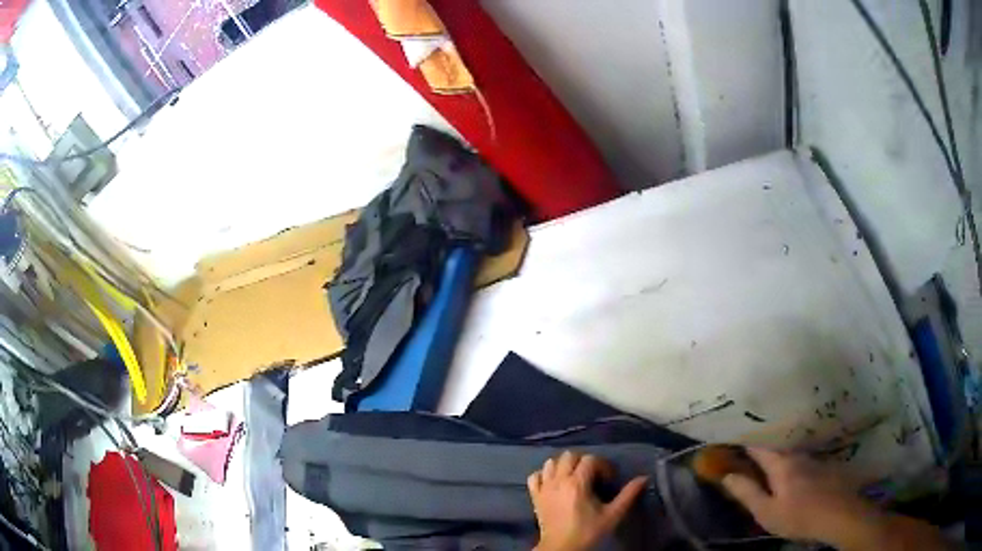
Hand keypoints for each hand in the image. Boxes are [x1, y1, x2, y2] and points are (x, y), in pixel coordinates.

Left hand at [527, 451, 647, 550]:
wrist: (561, 547)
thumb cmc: (588, 531)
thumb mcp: (612, 514)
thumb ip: (628, 495)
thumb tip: (644, 478)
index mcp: (577, 483)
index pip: (590, 459)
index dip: (602, 465)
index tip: (608, 479)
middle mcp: (558, 480)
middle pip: (569, 456)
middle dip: (583, 462)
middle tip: (593, 476)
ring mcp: (544, 487)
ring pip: (551, 463)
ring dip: (563, 466)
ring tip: (574, 478)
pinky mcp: (534, 496)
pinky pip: (534, 476)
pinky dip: (543, 475)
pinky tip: (553, 484)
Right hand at [721, 448, 876, 544]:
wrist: (840, 513)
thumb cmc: (799, 516)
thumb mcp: (767, 512)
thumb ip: (747, 493)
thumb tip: (727, 475)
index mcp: (780, 463)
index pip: (757, 444)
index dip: (742, 440)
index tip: (729, 438)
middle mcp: (797, 453)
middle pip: (775, 443)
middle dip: (760, 443)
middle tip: (746, 447)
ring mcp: (813, 457)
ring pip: (791, 448)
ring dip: (778, 449)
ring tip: (767, 456)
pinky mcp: (824, 463)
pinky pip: (803, 455)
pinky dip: (793, 457)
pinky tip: (792, 469)